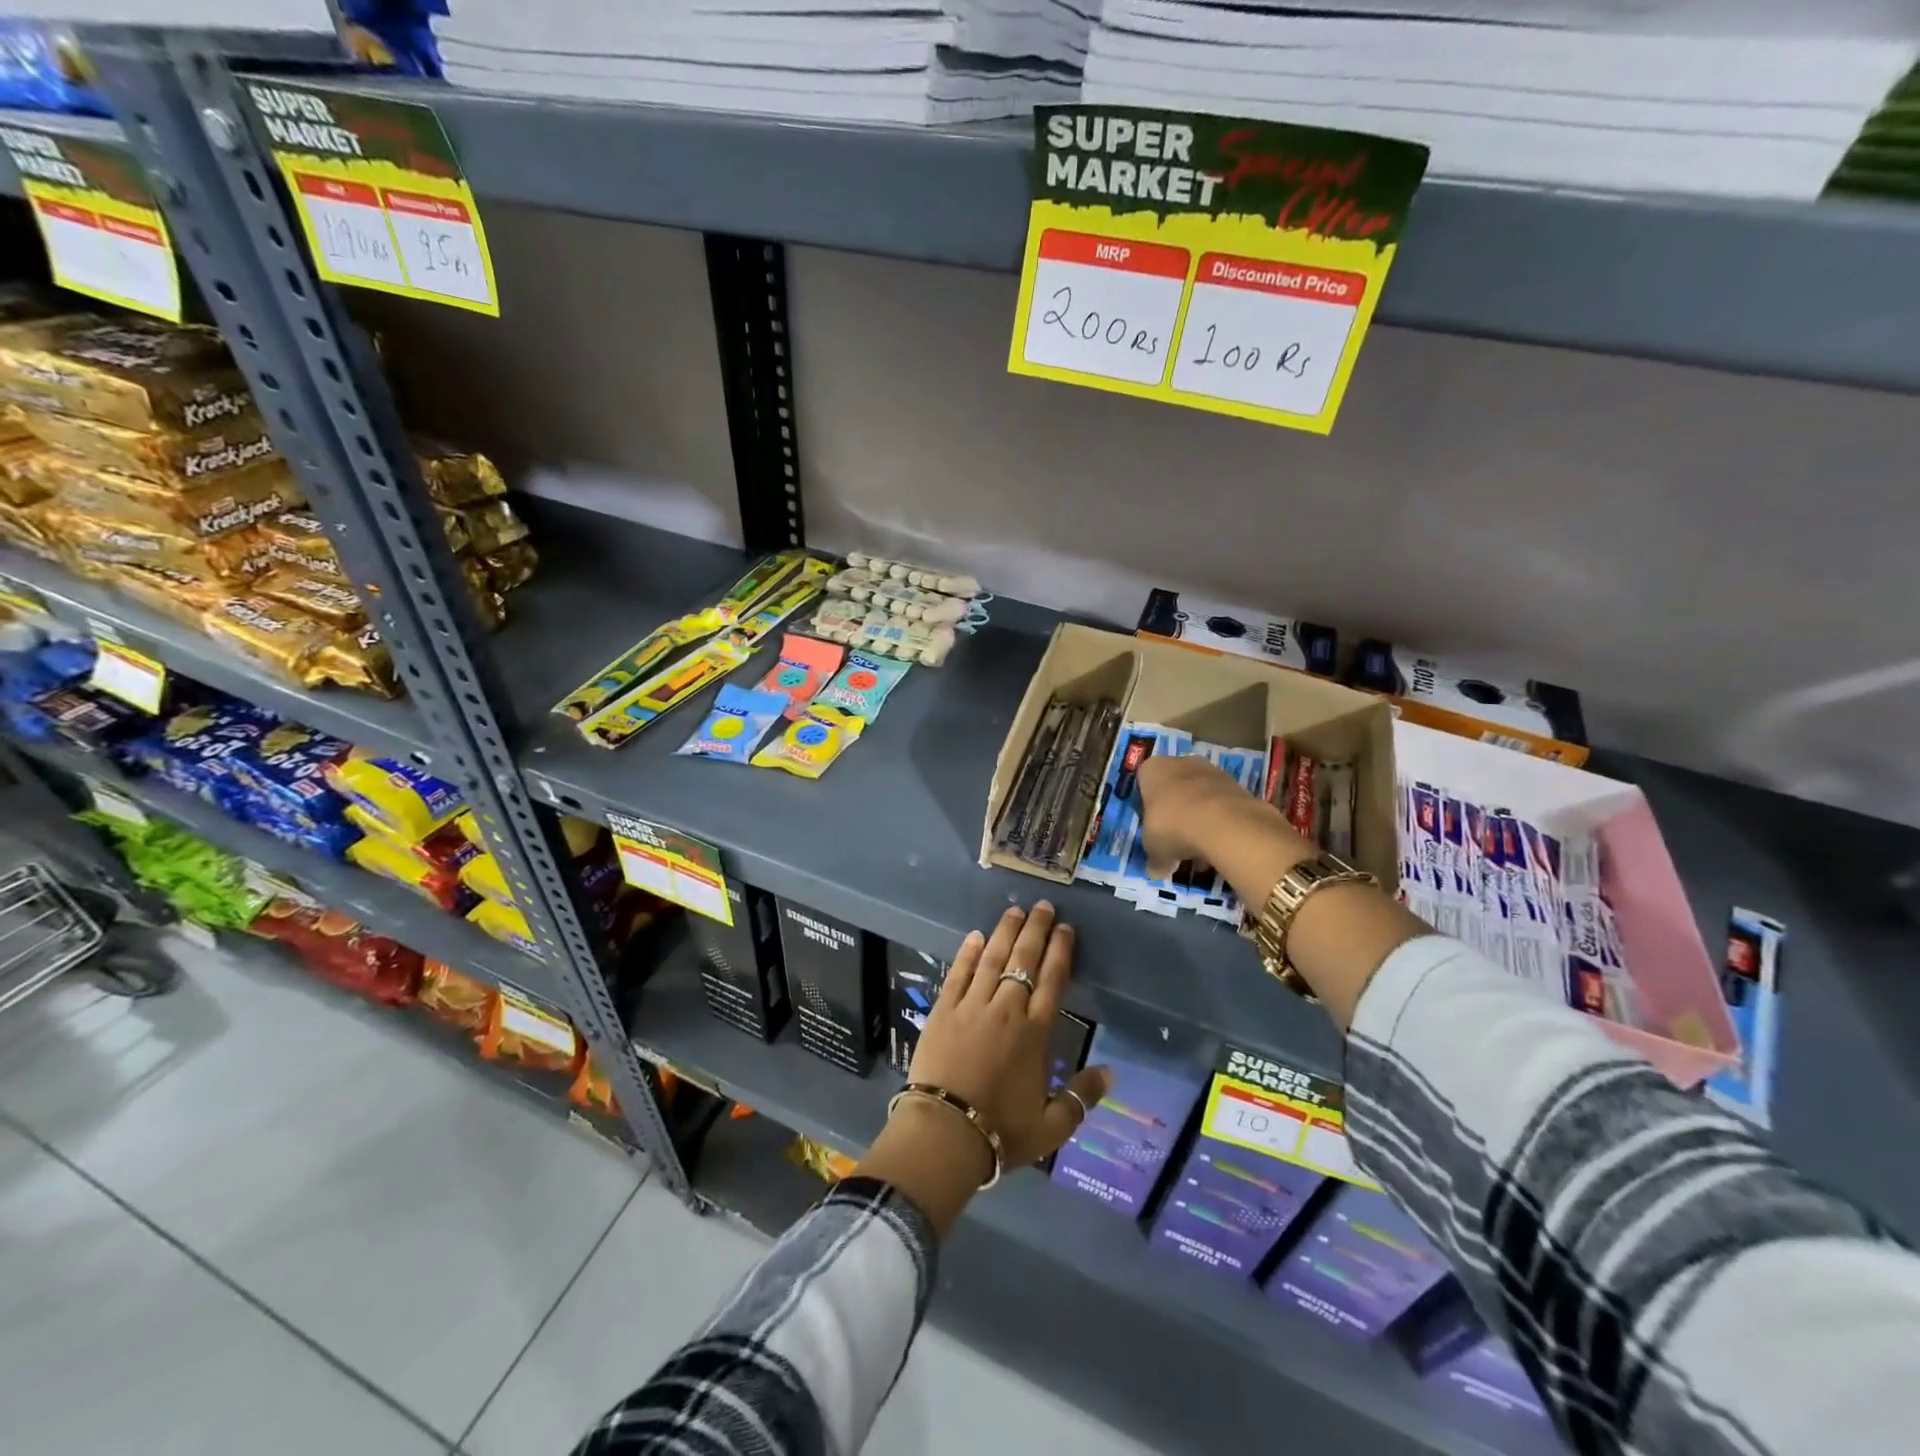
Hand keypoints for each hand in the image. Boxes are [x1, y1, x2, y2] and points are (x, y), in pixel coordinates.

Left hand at [909, 902, 1110, 1168]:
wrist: (944, 1134)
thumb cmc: (1000, 1132)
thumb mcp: (1051, 1126)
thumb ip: (1082, 1098)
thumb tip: (1111, 1072)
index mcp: (1034, 1034)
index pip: (1052, 981)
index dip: (1060, 952)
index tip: (1066, 929)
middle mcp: (1006, 1010)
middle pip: (1024, 960)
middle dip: (1036, 930)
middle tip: (1043, 906)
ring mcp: (972, 1006)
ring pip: (992, 959)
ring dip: (1004, 932)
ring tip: (1015, 911)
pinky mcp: (943, 1010)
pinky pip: (958, 973)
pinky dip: (968, 953)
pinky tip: (975, 936)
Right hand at [1136, 753, 1286, 869]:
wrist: (1224, 823)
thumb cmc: (1172, 826)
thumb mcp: (1154, 848)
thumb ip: (1154, 858)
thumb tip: (1156, 871)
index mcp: (1153, 769)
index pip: (1144, 785)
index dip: (1148, 809)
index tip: (1152, 830)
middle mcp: (1180, 763)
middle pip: (1174, 790)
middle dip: (1176, 814)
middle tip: (1175, 842)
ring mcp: (1212, 771)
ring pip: (1199, 798)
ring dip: (1199, 820)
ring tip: (1200, 853)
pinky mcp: (1237, 785)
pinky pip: (1221, 806)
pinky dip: (1219, 824)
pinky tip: (1218, 848)